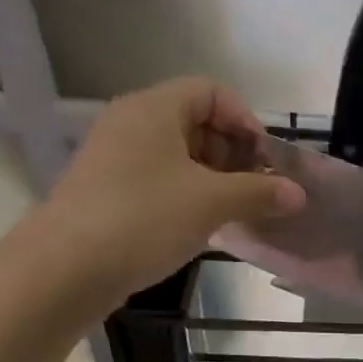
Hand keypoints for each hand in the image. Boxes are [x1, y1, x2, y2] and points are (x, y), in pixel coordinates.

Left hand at [19, 77, 303, 314]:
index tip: (265, 160)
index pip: (212, 91)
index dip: (246, 120)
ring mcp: (116, 158)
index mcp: (154, 109)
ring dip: (215, 179)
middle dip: (234, 153)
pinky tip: (203, 226)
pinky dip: (188, 195)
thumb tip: (298, 194)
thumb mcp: (211, 203)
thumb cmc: (143, 220)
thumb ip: (259, 193)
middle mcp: (132, 123)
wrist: (64, 270)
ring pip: (179, 155)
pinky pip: (160, 179)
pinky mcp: (108, 191)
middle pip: (197, 121)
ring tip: (236, 212)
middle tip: (256, 190)